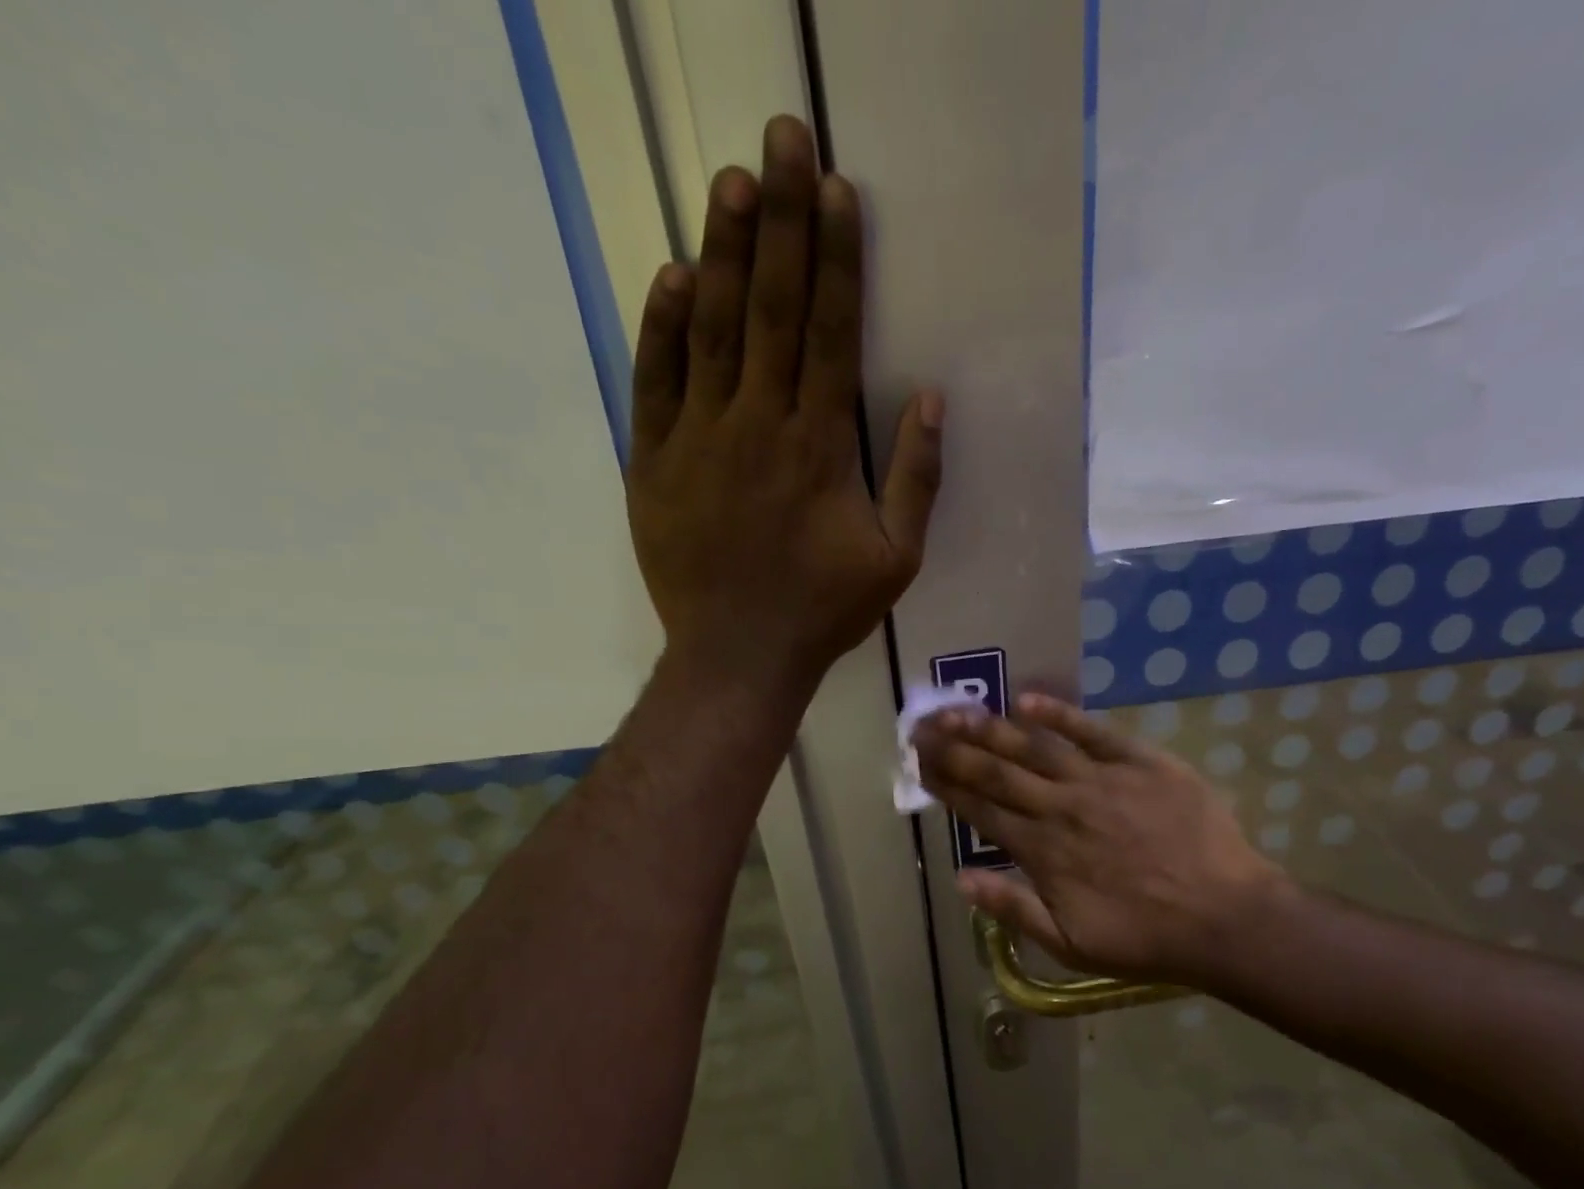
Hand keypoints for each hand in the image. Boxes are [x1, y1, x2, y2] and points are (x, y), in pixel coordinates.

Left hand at [628, 116, 942, 687]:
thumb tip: (929, 399)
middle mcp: (760, 425)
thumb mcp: (896, 559)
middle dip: (781, 219)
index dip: (835, 258)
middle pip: (771, 308)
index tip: (836, 191)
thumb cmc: (823, 611)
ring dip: (723, 252)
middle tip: (782, 139)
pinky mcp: (654, 461)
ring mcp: (700, 439)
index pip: (830, 332)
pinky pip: (656, 382)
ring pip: (712, 329)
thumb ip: (916, 479)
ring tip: (731, 181)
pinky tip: (673, 276)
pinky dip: (663, 327)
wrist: (738, 655)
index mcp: (820, 446)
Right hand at [912, 693, 1291, 991]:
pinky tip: (1027, 700)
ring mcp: (1100, 780)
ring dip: (991, 727)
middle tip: (921, 725)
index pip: (981, 808)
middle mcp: (1060, 807)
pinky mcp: (1141, 763)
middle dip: (953, 748)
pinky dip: (1059, 714)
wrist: (1225, 917)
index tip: (919, 762)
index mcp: (1041, 850)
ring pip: (1034, 747)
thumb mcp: (1070, 943)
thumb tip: (961, 879)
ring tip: (956, 709)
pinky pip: (1093, 732)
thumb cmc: (1145, 937)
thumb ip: (1013, 908)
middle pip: (996, 771)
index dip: (946, 783)